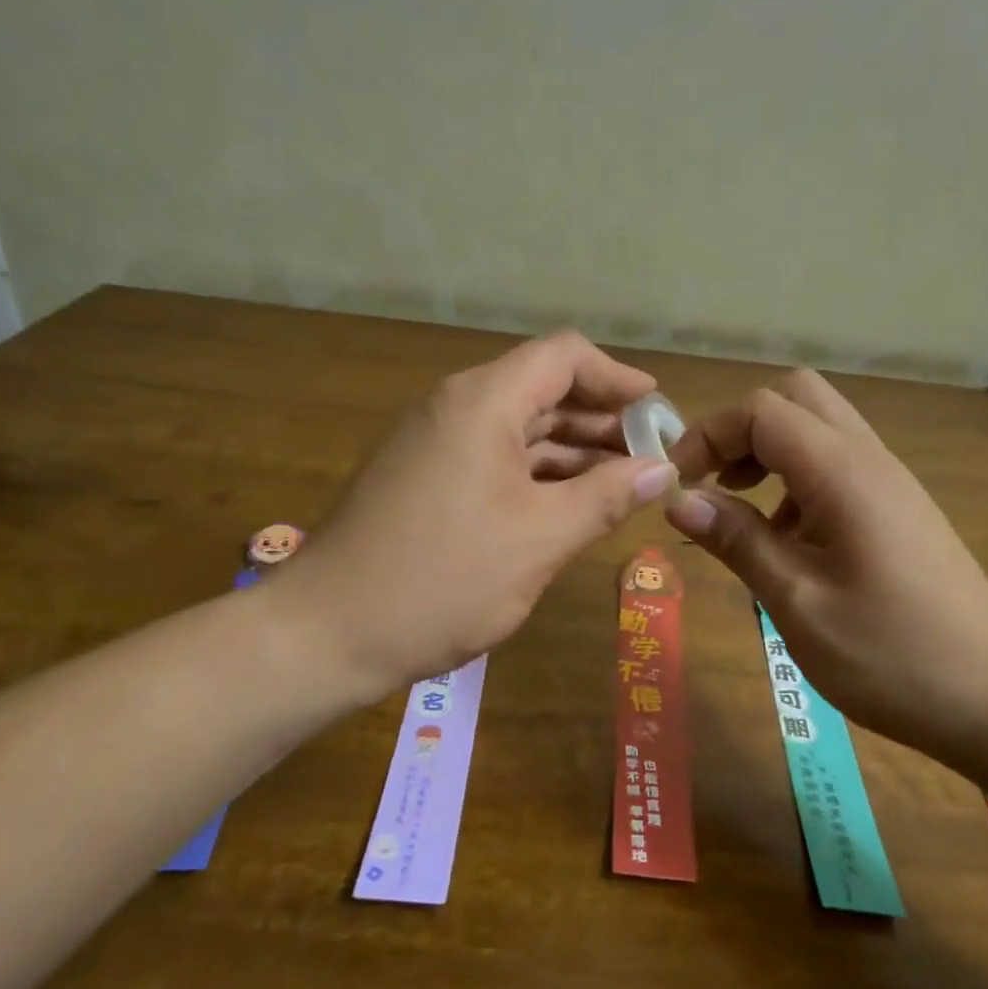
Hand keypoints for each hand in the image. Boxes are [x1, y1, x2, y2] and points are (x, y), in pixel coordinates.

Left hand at [280, 333, 674, 691]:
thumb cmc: (443, 580)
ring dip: (571, 448)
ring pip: (519, 426)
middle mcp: (456, 406)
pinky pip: (494, 456)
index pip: (564, 356)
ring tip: (622, 482)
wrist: (327, 632)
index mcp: (483, 402)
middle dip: (601, 418)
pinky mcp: (424, 475)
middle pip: (542, 388)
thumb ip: (606, 497)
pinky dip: (536, 471)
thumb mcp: (540, 539)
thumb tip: (661, 469)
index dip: (617, 377)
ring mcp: (435, 441)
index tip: (657, 412)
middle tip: (649, 457)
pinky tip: (568, 502)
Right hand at [664, 370, 987, 776]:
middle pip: (795, 398)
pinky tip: (787, 542)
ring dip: (768, 454)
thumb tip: (678, 499)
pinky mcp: (899, 510)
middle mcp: (869, 460)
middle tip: (711, 483)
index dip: (708, 433)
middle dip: (740, 430)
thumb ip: (737, 541)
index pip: (761, 410)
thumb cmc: (895, 657)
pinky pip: (837, 466)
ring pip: (818, 429)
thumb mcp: (799, 604)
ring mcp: (890, 483)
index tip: (678, 484)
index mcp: (844, 473)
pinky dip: (796, 480)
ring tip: (740, 513)